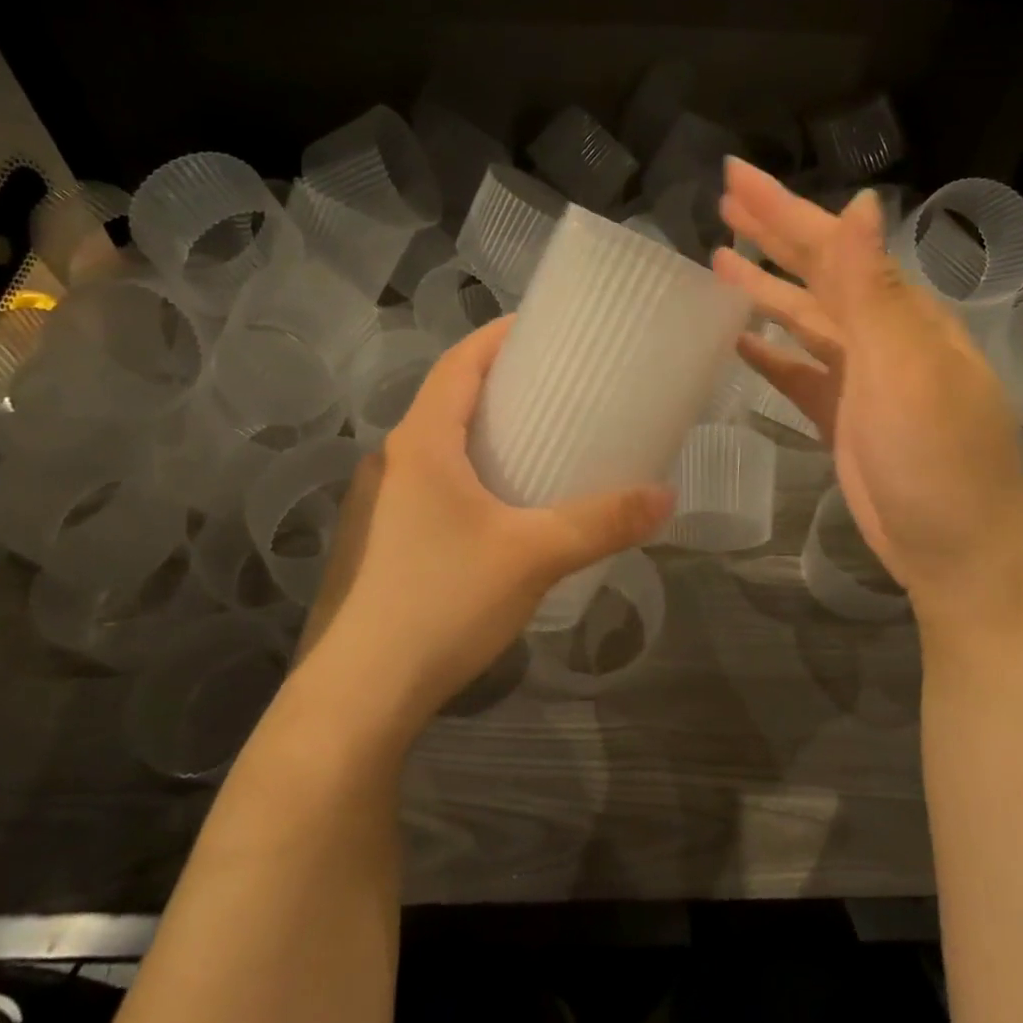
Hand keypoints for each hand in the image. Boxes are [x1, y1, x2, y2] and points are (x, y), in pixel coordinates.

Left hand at [296, 317, 672, 737]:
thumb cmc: (441, 602)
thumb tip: (665, 495)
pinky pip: (430, 483)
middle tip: (556, 385)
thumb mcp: (533, 555)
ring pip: (437, 444)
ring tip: (536, 439)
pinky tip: (500, 506)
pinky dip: (468, 471)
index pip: (459, 362)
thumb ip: (601, 522)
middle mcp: (392, 460)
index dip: (499, 336)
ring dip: (481, 431)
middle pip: (448, 398)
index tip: (543, 328)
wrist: (358, 694)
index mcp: (421, 441)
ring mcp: (377, 502)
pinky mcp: (378, 540)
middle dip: (499, 384)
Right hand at [713, 159, 1022, 616]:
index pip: (832, 246)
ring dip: (764, 288)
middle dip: (772, 234)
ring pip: (803, 319)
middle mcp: (881, 336)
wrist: (956, 552)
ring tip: (718, 260)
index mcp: (900, 314)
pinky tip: (738, 339)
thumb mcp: (907, 369)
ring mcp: (860, 378)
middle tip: (723, 202)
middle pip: (816, 273)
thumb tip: (859, 204)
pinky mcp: (841, 417)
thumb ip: (874, 290)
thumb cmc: (936, 459)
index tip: (735, 177)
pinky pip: (797, 373)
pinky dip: (770, 353)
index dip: (782, 209)